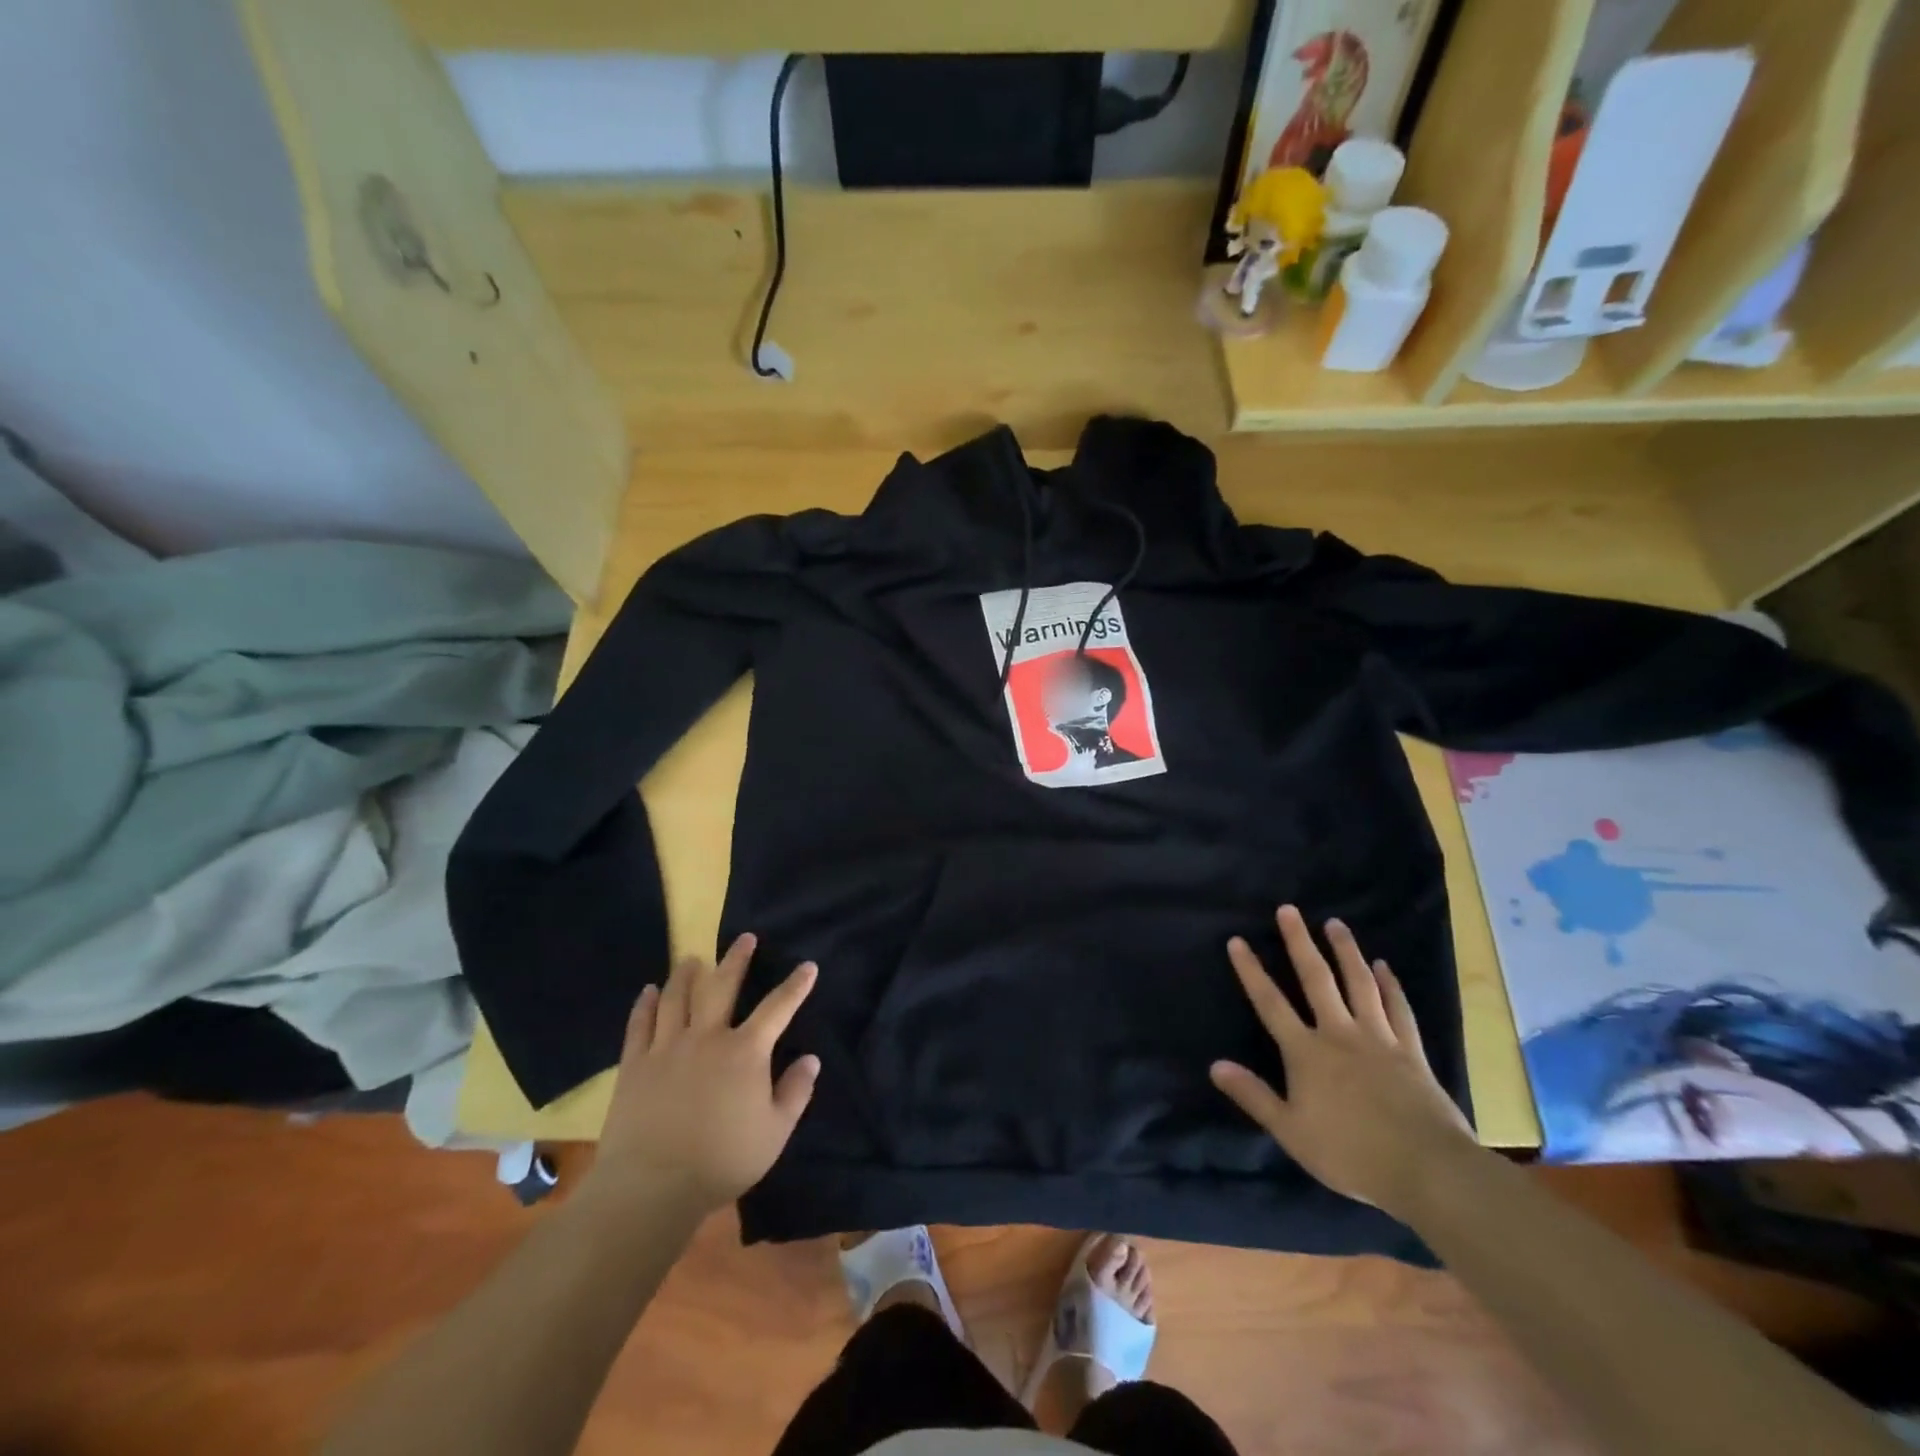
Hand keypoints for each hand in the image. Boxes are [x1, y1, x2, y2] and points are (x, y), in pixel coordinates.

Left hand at [584, 934, 819, 1218]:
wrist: (651, 1186)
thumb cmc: (722, 1161)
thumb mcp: (774, 1133)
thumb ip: (796, 1092)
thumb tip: (810, 1059)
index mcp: (746, 1051)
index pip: (778, 1008)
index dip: (796, 986)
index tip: (808, 966)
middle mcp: (708, 1037)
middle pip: (722, 986)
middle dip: (737, 960)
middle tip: (744, 938)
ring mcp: (667, 1047)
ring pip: (677, 997)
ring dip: (687, 974)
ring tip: (693, 959)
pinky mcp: (635, 1064)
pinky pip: (640, 1024)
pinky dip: (645, 1004)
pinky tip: (649, 991)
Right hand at [1211, 905, 1477, 1221]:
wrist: (1427, 1170)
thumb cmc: (1351, 1153)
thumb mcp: (1291, 1132)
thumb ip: (1254, 1096)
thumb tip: (1215, 1065)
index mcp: (1306, 1052)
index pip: (1270, 1003)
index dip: (1251, 971)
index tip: (1238, 941)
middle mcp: (1339, 1034)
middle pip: (1316, 980)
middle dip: (1299, 943)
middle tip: (1289, 910)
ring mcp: (1378, 1039)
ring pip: (1359, 984)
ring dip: (1345, 952)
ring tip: (1335, 924)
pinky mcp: (1411, 1052)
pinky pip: (1398, 1010)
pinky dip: (1390, 986)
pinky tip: (1384, 967)